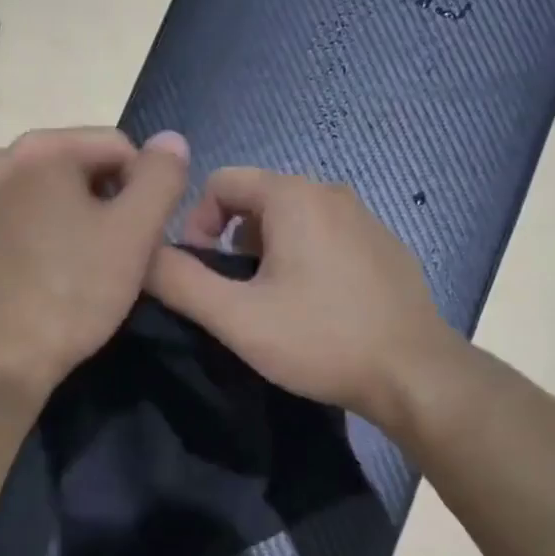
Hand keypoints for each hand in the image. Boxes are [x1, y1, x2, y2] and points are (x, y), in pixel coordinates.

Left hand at [0, 127, 189, 408]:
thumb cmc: (67, 297)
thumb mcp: (133, 236)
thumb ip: (161, 180)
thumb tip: (171, 141)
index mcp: (40, 149)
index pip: (118, 146)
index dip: (144, 190)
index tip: (145, 239)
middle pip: (77, 169)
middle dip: (106, 206)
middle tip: (116, 260)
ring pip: (45, 199)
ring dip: (73, 225)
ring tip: (82, 274)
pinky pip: (15, 225)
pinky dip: (39, 242)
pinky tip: (44, 283)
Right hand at [144, 168, 462, 430]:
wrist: (413, 373)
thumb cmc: (321, 341)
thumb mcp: (238, 318)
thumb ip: (181, 282)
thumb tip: (141, 255)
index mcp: (294, 196)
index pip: (222, 182)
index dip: (196, 223)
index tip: (200, 273)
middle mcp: (332, 193)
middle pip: (258, 201)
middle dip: (233, 243)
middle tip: (235, 297)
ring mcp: (366, 219)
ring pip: (295, 222)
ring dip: (269, 255)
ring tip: (273, 307)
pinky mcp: (386, 248)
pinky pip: (328, 240)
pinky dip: (307, 262)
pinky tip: (317, 310)